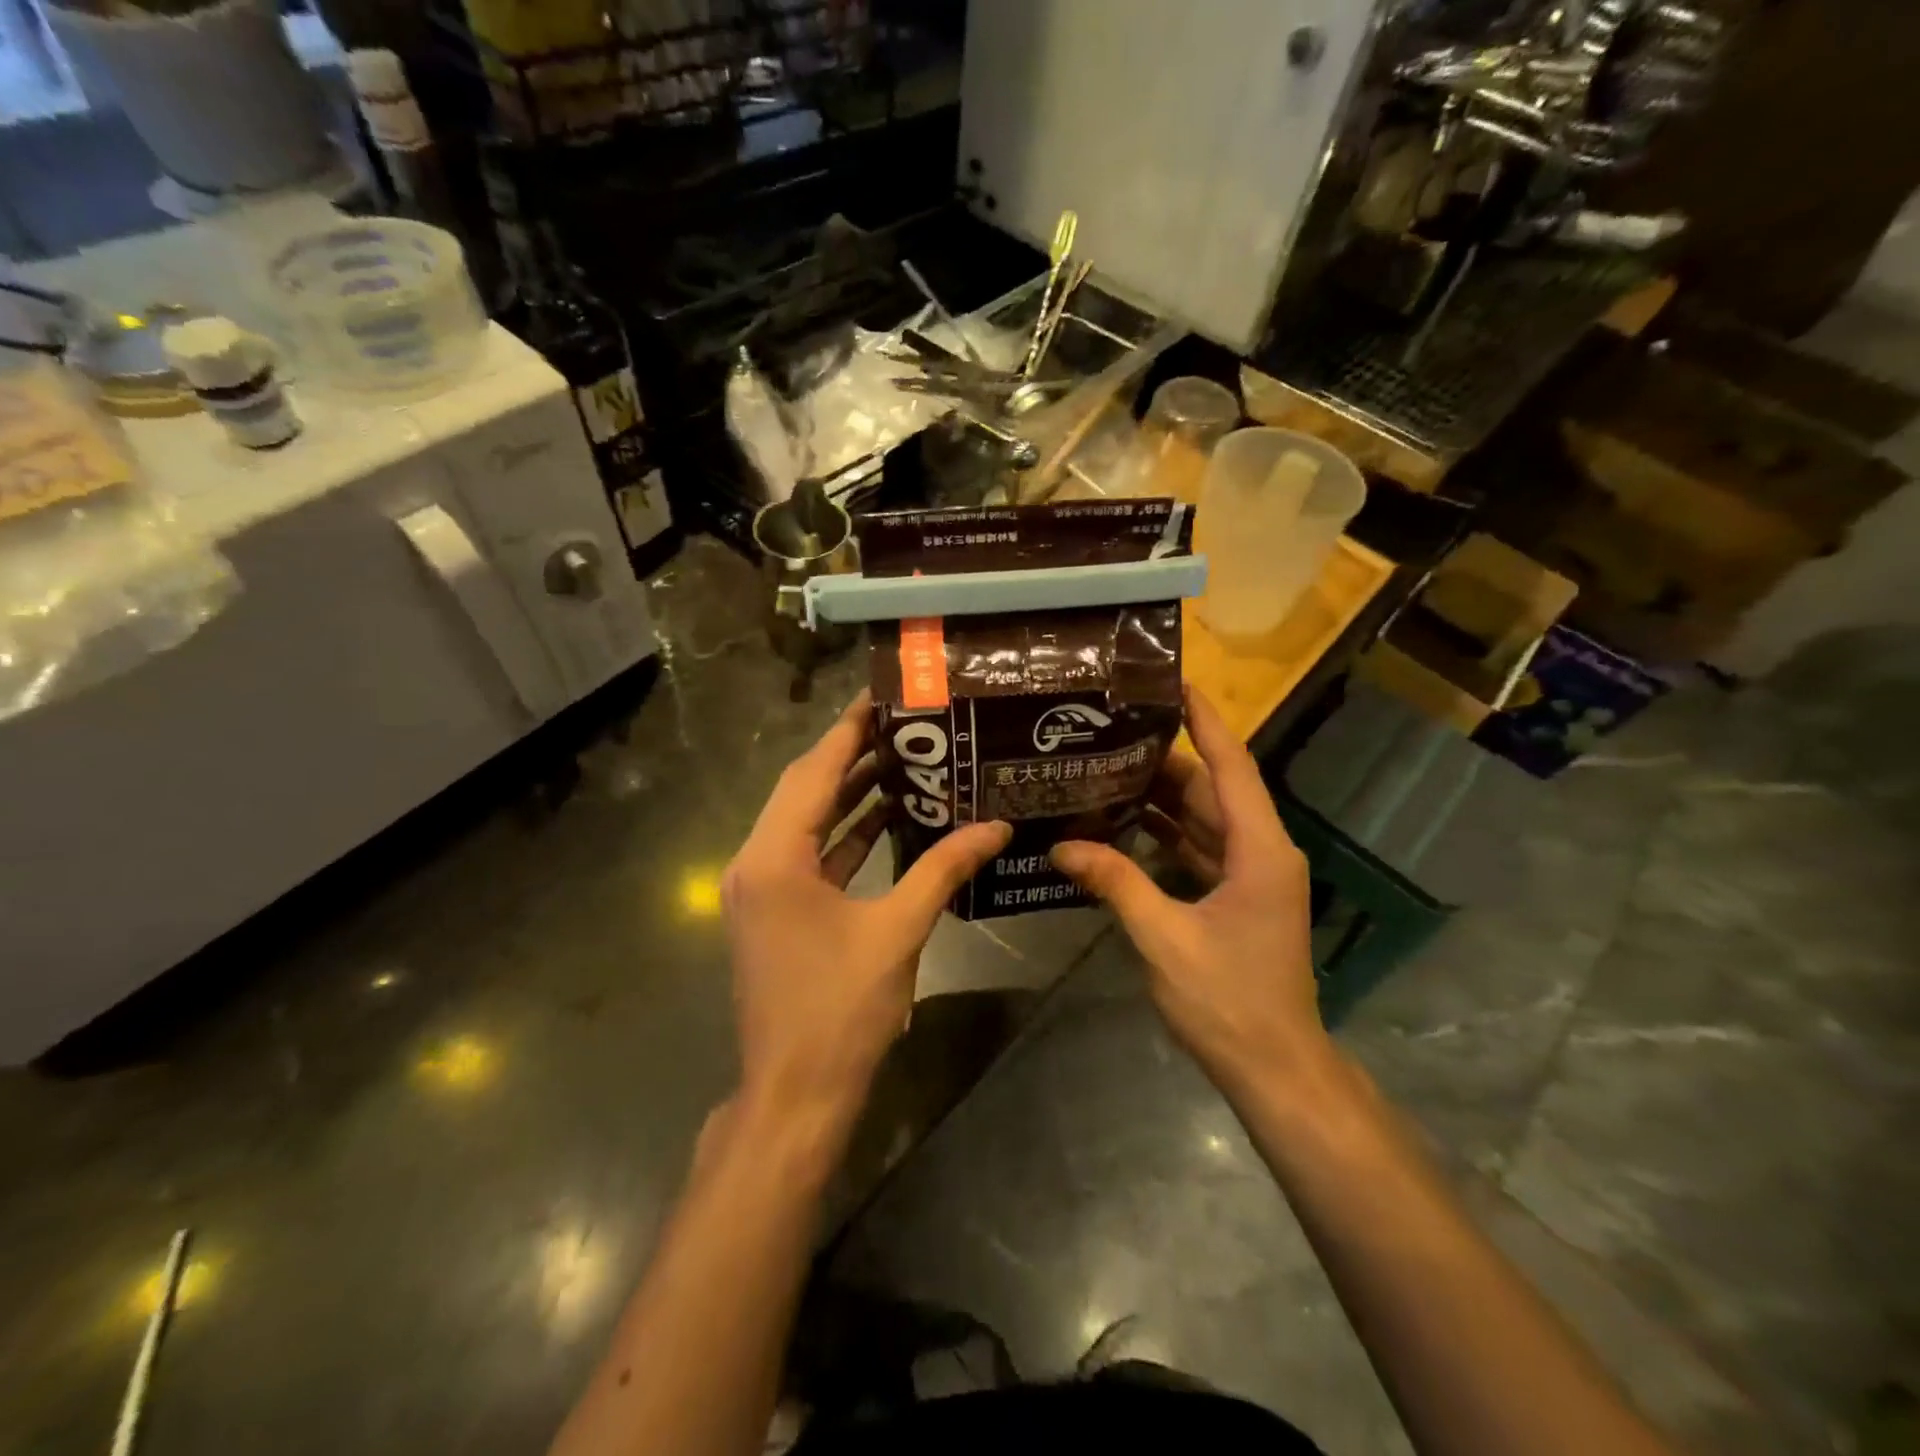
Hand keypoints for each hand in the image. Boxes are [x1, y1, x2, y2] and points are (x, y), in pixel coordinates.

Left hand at [723, 692, 1010, 1128]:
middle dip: (851, 755)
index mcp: (775, 857)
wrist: (795, 1094)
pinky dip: (845, 835)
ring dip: (849, 794)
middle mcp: (756, 862)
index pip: (813, 772)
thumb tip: (996, 827)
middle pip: (804, 790)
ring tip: (904, 760)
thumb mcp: (898, 931)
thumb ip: (944, 869)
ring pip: (807, 822)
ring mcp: (761, 889)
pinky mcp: (774, 911)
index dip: (848, 731)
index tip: (882, 696)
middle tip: (904, 724)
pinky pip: (810, 856)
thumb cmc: (840, 1010)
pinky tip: (887, 819)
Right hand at [1050, 686, 1326, 1092]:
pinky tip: (1119, 826)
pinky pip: (1197, 849)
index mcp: (1259, 850)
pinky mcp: (1236, 896)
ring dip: (1158, 799)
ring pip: (1201, 819)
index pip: (1231, 766)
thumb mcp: (1164, 938)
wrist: (1275, 1068)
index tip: (1174, 681)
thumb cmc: (1229, 1001)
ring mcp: (1251, 875)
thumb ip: (1115, 883)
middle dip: (1161, 760)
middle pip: (1209, 789)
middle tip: (1108, 733)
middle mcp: (1261, 851)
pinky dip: (1162, 836)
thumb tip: (1062, 845)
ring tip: (1103, 771)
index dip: (1205, 720)